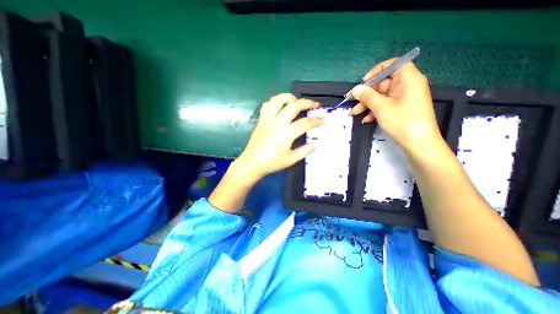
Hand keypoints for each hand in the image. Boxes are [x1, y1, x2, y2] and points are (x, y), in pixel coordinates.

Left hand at [235, 94, 324, 179]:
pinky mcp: (261, 120)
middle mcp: (277, 123)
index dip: (317, 120)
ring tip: (296, 100)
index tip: (322, 120)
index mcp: (286, 133)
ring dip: (289, 97)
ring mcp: (267, 119)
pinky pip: (267, 105)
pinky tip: (280, 106)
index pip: (306, 123)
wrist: (252, 163)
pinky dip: (275, 102)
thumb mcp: (291, 159)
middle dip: (307, 102)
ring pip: (278, 100)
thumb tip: (318, 143)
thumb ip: (306, 150)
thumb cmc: (272, 163)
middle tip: (314, 105)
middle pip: (294, 105)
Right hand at [348, 59, 446, 154]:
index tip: (364, 82)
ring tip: (355, 113)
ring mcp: (404, 99)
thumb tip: (355, 89)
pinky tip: (366, 119)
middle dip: (367, 94)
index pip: (393, 65)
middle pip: (384, 83)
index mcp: (408, 79)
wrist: (418, 144)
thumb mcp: (381, 107)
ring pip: (382, 96)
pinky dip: (375, 111)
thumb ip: (367, 96)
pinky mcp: (401, 109)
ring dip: (368, 104)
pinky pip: (385, 105)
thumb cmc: (402, 121)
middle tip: (353, 102)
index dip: (377, 71)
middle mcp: (407, 86)